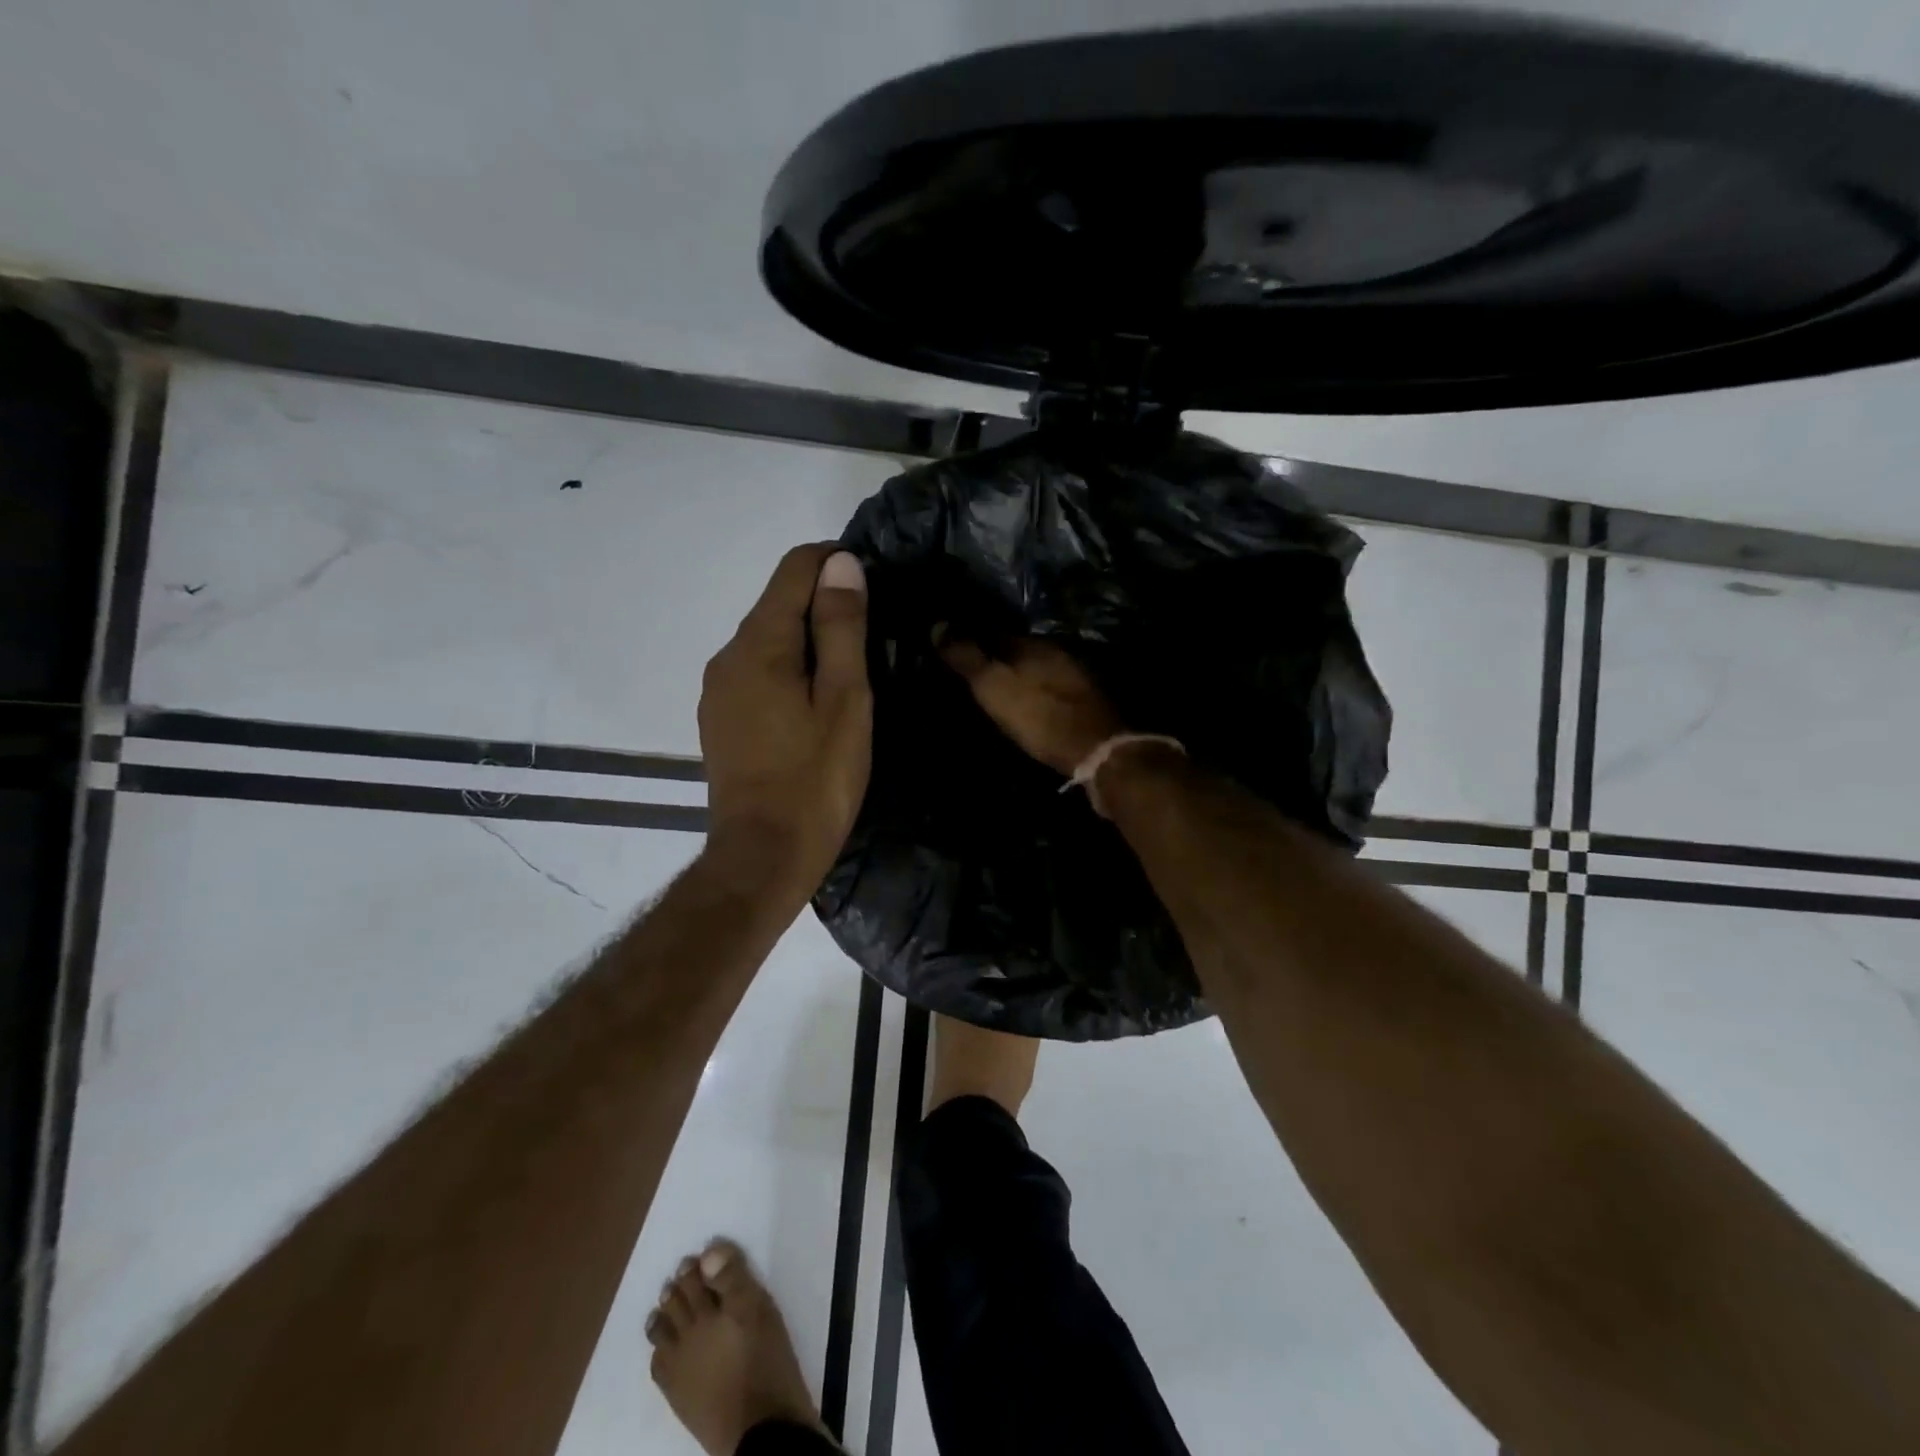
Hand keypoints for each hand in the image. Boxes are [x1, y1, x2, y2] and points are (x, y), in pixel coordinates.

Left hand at [699, 544, 870, 904]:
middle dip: (823, 602)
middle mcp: (727, 656)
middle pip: (777, 603)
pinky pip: (757, 672)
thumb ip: (841, 628)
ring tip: (850, 670)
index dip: (833, 562)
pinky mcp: (720, 719)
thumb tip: (840, 563)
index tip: (873, 581)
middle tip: (873, 633)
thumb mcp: (844, 700)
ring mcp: (718, 690)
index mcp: (760, 644)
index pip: (793, 570)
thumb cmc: (816, 780)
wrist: (763, 856)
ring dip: (807, 639)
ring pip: (767, 639)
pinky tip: (814, 702)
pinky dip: (788, 669)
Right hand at [935, 631, 1124, 775]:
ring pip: (1035, 667)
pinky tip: (1026, 704)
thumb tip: (937, 624)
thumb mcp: (993, 686)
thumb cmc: (1038, 715)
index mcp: (1031, 642)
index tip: (951, 650)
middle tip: (970, 672)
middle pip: (1016, 649)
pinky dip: (1034, 690)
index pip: (992, 632)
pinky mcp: (1084, 700)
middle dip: (995, 657)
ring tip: (995, 689)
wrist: (1097, 749)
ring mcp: (1074, 674)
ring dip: (1017, 674)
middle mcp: (1055, 651)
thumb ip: (966, 657)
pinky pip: (1049, 686)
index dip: (970, 640)